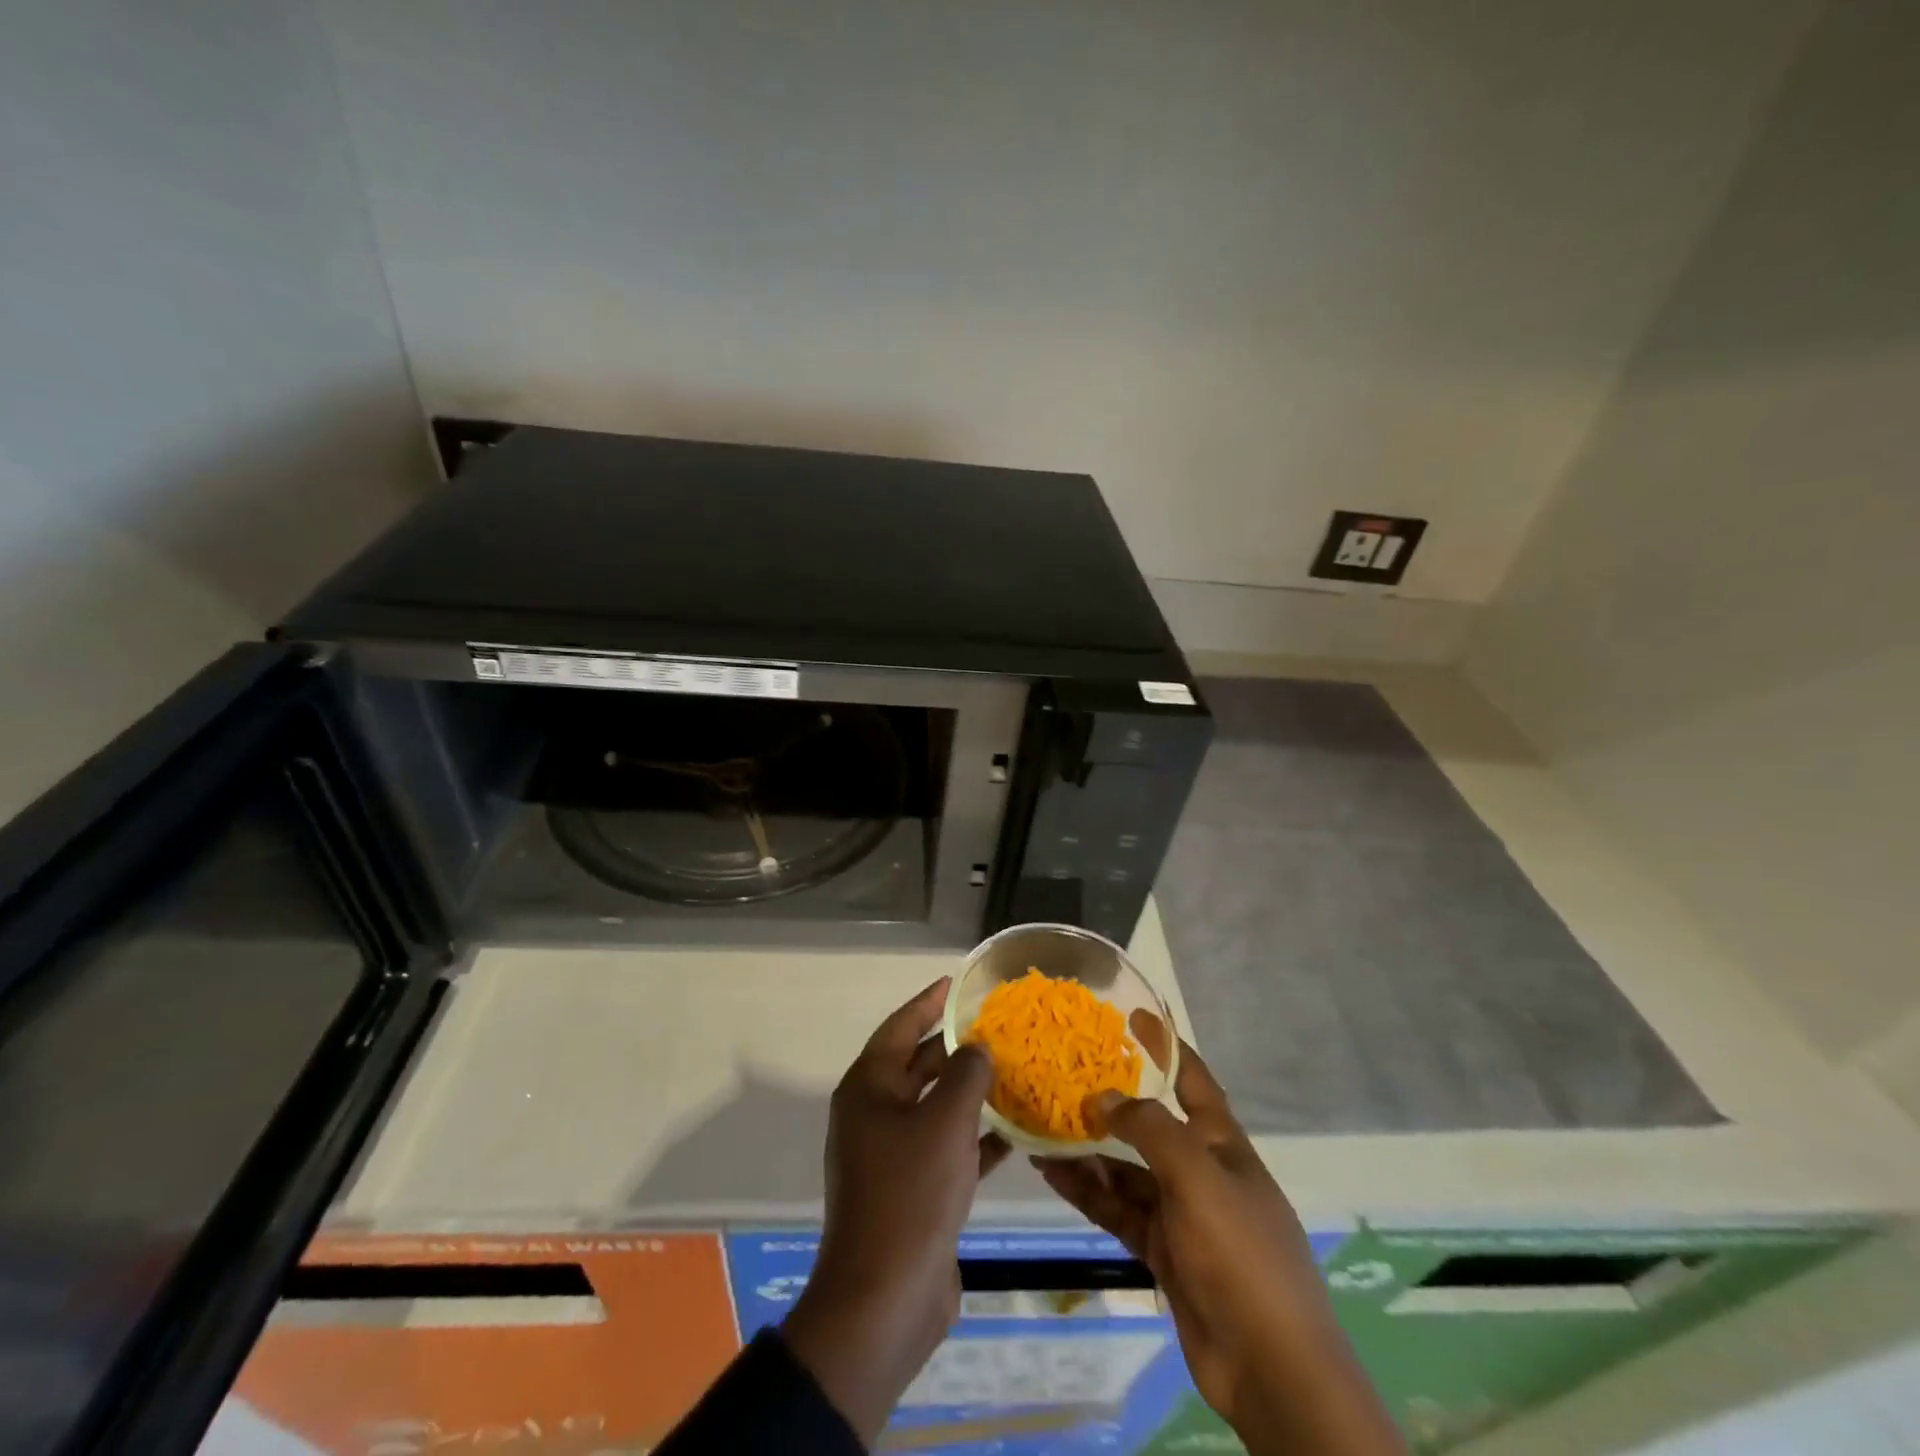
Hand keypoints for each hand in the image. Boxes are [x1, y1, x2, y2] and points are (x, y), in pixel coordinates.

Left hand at [782, 977, 1007, 1444]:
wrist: (885, 1300)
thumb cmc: (910, 1194)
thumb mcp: (945, 1122)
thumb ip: (966, 1075)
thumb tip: (977, 1048)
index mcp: (869, 1089)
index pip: (900, 1027)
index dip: (928, 1003)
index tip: (955, 983)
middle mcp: (876, 1114)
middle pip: (919, 1066)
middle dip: (957, 1048)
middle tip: (998, 1028)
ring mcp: (892, 1155)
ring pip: (936, 1108)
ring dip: (972, 1093)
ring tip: (1015, 1071)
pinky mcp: (913, 1190)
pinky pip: (947, 1148)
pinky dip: (976, 1137)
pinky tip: (1016, 1132)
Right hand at [1036, 1017, 1402, 1454]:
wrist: (1271, 1368)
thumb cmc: (1241, 1253)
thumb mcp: (1196, 1177)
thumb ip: (1148, 1130)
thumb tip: (1104, 1098)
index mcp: (1221, 1144)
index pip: (1192, 1080)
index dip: (1166, 1045)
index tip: (1133, 1015)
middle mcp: (1200, 1170)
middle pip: (1149, 1124)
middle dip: (1112, 1101)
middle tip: (1064, 1075)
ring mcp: (1180, 1213)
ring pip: (1125, 1169)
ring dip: (1087, 1150)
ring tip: (1041, 1126)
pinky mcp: (1162, 1251)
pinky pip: (1117, 1209)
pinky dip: (1087, 1191)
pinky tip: (1052, 1173)